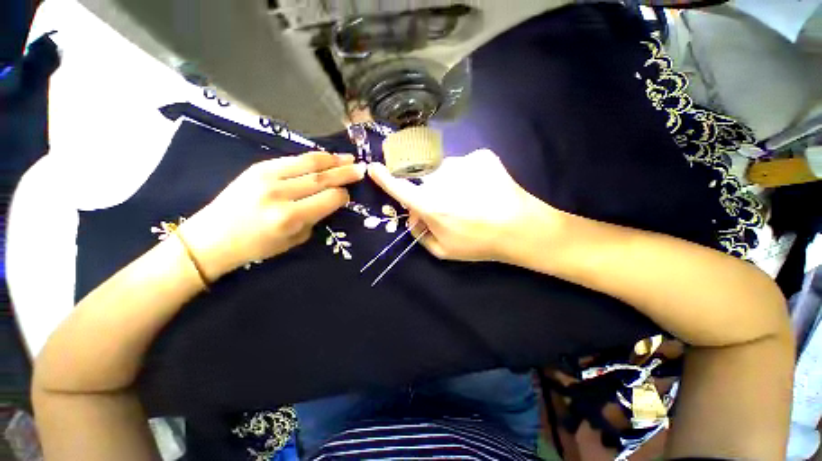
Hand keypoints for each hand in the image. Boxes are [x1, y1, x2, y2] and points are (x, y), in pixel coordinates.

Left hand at [181, 152, 365, 279]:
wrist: (212, 238)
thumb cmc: (257, 246)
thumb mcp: (294, 240)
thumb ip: (315, 218)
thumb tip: (330, 200)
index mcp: (290, 217)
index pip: (329, 198)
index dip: (343, 196)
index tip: (348, 195)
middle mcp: (280, 194)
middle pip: (322, 178)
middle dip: (345, 173)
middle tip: (362, 169)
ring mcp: (267, 177)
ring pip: (309, 163)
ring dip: (332, 160)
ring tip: (349, 158)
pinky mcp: (258, 167)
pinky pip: (292, 159)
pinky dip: (313, 158)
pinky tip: (325, 157)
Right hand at [368, 149, 560, 262]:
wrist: (522, 228)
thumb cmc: (479, 243)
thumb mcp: (443, 250)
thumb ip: (420, 234)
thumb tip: (412, 216)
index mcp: (431, 205)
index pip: (400, 188)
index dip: (385, 178)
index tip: (374, 167)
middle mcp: (442, 180)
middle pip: (426, 180)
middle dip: (431, 191)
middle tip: (452, 206)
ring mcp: (463, 163)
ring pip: (446, 170)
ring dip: (451, 182)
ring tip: (472, 199)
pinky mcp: (481, 155)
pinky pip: (465, 163)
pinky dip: (469, 175)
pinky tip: (484, 188)